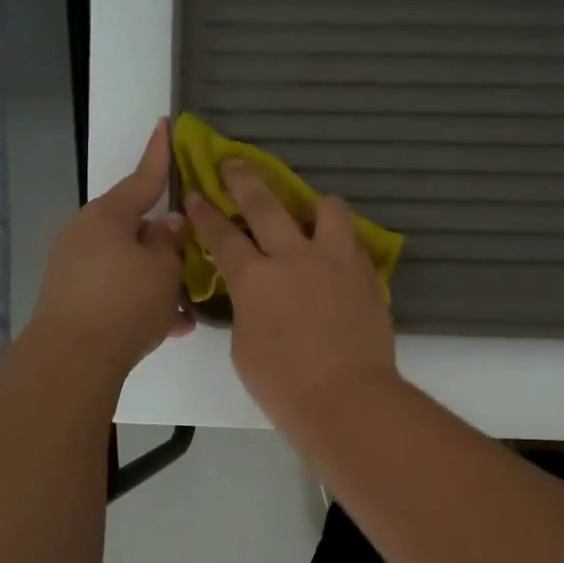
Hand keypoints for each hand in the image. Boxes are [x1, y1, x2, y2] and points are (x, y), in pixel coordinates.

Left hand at [31, 119, 194, 376]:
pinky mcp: (74, 300)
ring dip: (159, 279)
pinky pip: (118, 291)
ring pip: (130, 265)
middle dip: (166, 243)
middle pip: (136, 228)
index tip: (167, 123)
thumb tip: (169, 224)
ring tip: (188, 303)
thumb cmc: (125, 302)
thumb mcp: (163, 269)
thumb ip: (170, 242)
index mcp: (107, 217)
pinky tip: (172, 325)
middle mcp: (86, 236)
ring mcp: (75, 269)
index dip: (160, 154)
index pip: (142, 178)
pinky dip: (143, 302)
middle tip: (195, 254)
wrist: (72, 360)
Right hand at [185, 161, 396, 438]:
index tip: (197, 194)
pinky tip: (334, 260)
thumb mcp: (244, 347)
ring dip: (313, 205)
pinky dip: (339, 244)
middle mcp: (295, 257)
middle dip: (244, 179)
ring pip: (328, 208)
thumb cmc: (284, 385)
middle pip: (266, 204)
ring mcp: (336, 262)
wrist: (348, 398)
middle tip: (234, 164)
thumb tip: (254, 295)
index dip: (206, 213)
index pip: (223, 235)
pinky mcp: (367, 275)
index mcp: (256, 278)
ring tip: (309, 215)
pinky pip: (352, 243)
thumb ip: (246, 309)